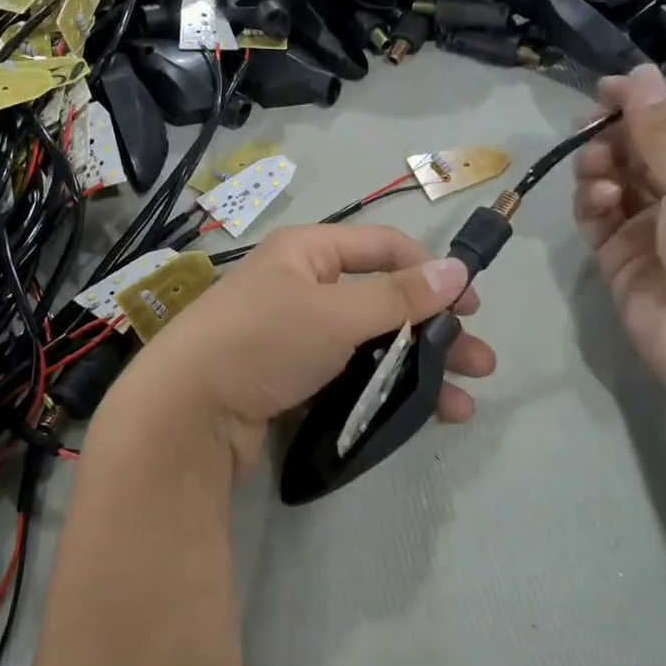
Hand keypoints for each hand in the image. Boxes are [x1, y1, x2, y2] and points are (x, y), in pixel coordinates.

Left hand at [101, 225, 497, 479]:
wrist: (184, 416)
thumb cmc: (262, 342)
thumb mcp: (335, 313)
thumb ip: (399, 296)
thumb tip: (458, 268)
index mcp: (307, 254)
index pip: (382, 248)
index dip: (429, 271)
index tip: (471, 304)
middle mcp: (301, 290)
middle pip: (383, 303)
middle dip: (434, 332)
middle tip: (481, 363)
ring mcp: (294, 340)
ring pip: (370, 347)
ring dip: (416, 370)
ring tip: (461, 403)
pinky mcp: (290, 384)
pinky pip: (348, 380)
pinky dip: (382, 394)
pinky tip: (418, 417)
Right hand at [573, 67, 665, 420]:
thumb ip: (663, 130)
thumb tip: (638, 73)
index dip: (644, 104)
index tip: (603, 89)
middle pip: (643, 151)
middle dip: (616, 137)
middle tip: (588, 129)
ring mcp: (655, 231)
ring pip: (615, 182)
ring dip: (601, 168)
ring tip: (597, 172)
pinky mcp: (621, 260)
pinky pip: (597, 219)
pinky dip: (592, 203)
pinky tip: (598, 199)